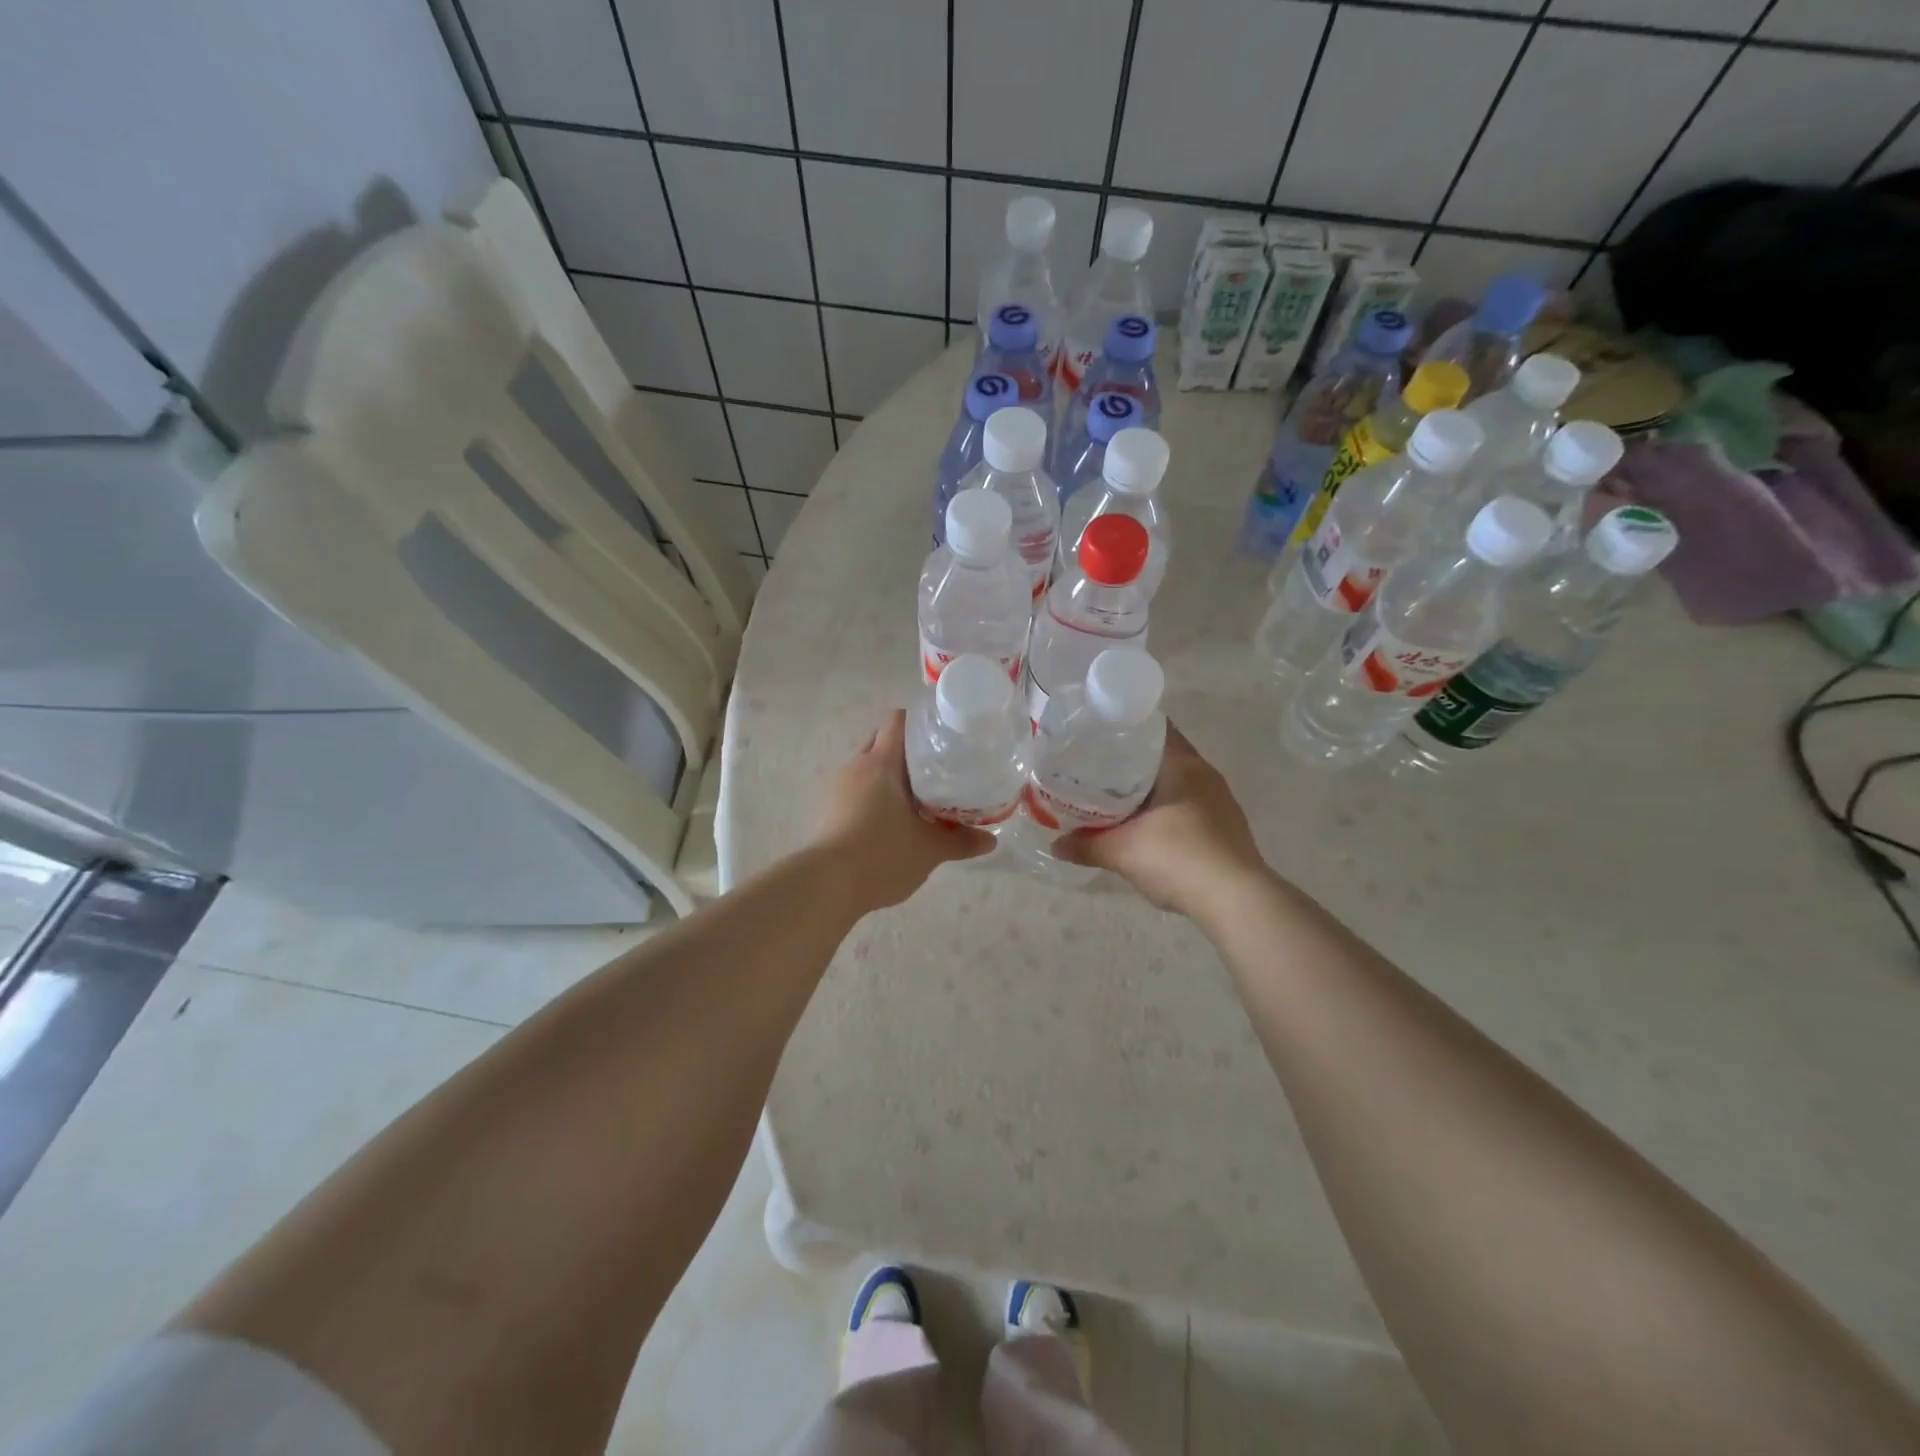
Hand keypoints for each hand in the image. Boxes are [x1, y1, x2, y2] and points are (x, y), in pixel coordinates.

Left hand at [810, 710, 994, 911]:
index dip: (920, 722)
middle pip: (882, 741)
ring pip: (867, 767)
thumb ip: (961, 841)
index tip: (942, 734)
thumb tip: (991, 840)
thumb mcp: (930, 850)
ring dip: (889, 775)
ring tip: (917, 795)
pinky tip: (891, 818)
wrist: (826, 885)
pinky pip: (855, 789)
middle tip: (937, 768)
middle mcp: (856, 766)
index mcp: (881, 763)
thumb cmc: (882, 855)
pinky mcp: (828, 809)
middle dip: (907, 751)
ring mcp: (837, 787)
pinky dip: (874, 795)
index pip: (898, 721)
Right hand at [1055, 723, 1268, 915]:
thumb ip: (1086, 846)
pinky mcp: (1227, 829)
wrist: (1236, 901)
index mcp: (1183, 765)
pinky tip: (1147, 828)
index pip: (1154, 729)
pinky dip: (1166, 811)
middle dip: (1131, 763)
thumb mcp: (1122, 852)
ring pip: (1177, 784)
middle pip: (1164, 757)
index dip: (1125, 729)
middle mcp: (1206, 775)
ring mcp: (1221, 803)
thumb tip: (1055, 846)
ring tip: (1117, 799)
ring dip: (1150, 790)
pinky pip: (1189, 807)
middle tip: (1097, 770)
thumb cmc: (1178, 857)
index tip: (1098, 736)